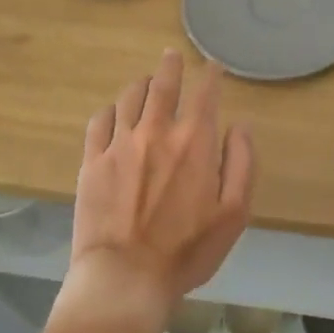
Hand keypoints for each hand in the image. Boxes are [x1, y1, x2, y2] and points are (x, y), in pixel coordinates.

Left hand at [64, 51, 256, 324]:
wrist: (126, 276)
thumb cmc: (188, 250)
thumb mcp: (234, 212)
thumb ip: (241, 163)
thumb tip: (239, 126)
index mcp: (193, 142)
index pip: (204, 95)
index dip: (210, 76)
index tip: (213, 67)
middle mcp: (156, 132)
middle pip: (163, 84)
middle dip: (171, 66)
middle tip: (172, 56)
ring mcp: (119, 144)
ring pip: (129, 97)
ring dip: (141, 85)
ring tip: (146, 82)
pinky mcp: (92, 161)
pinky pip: (99, 121)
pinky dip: (110, 110)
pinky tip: (114, 113)